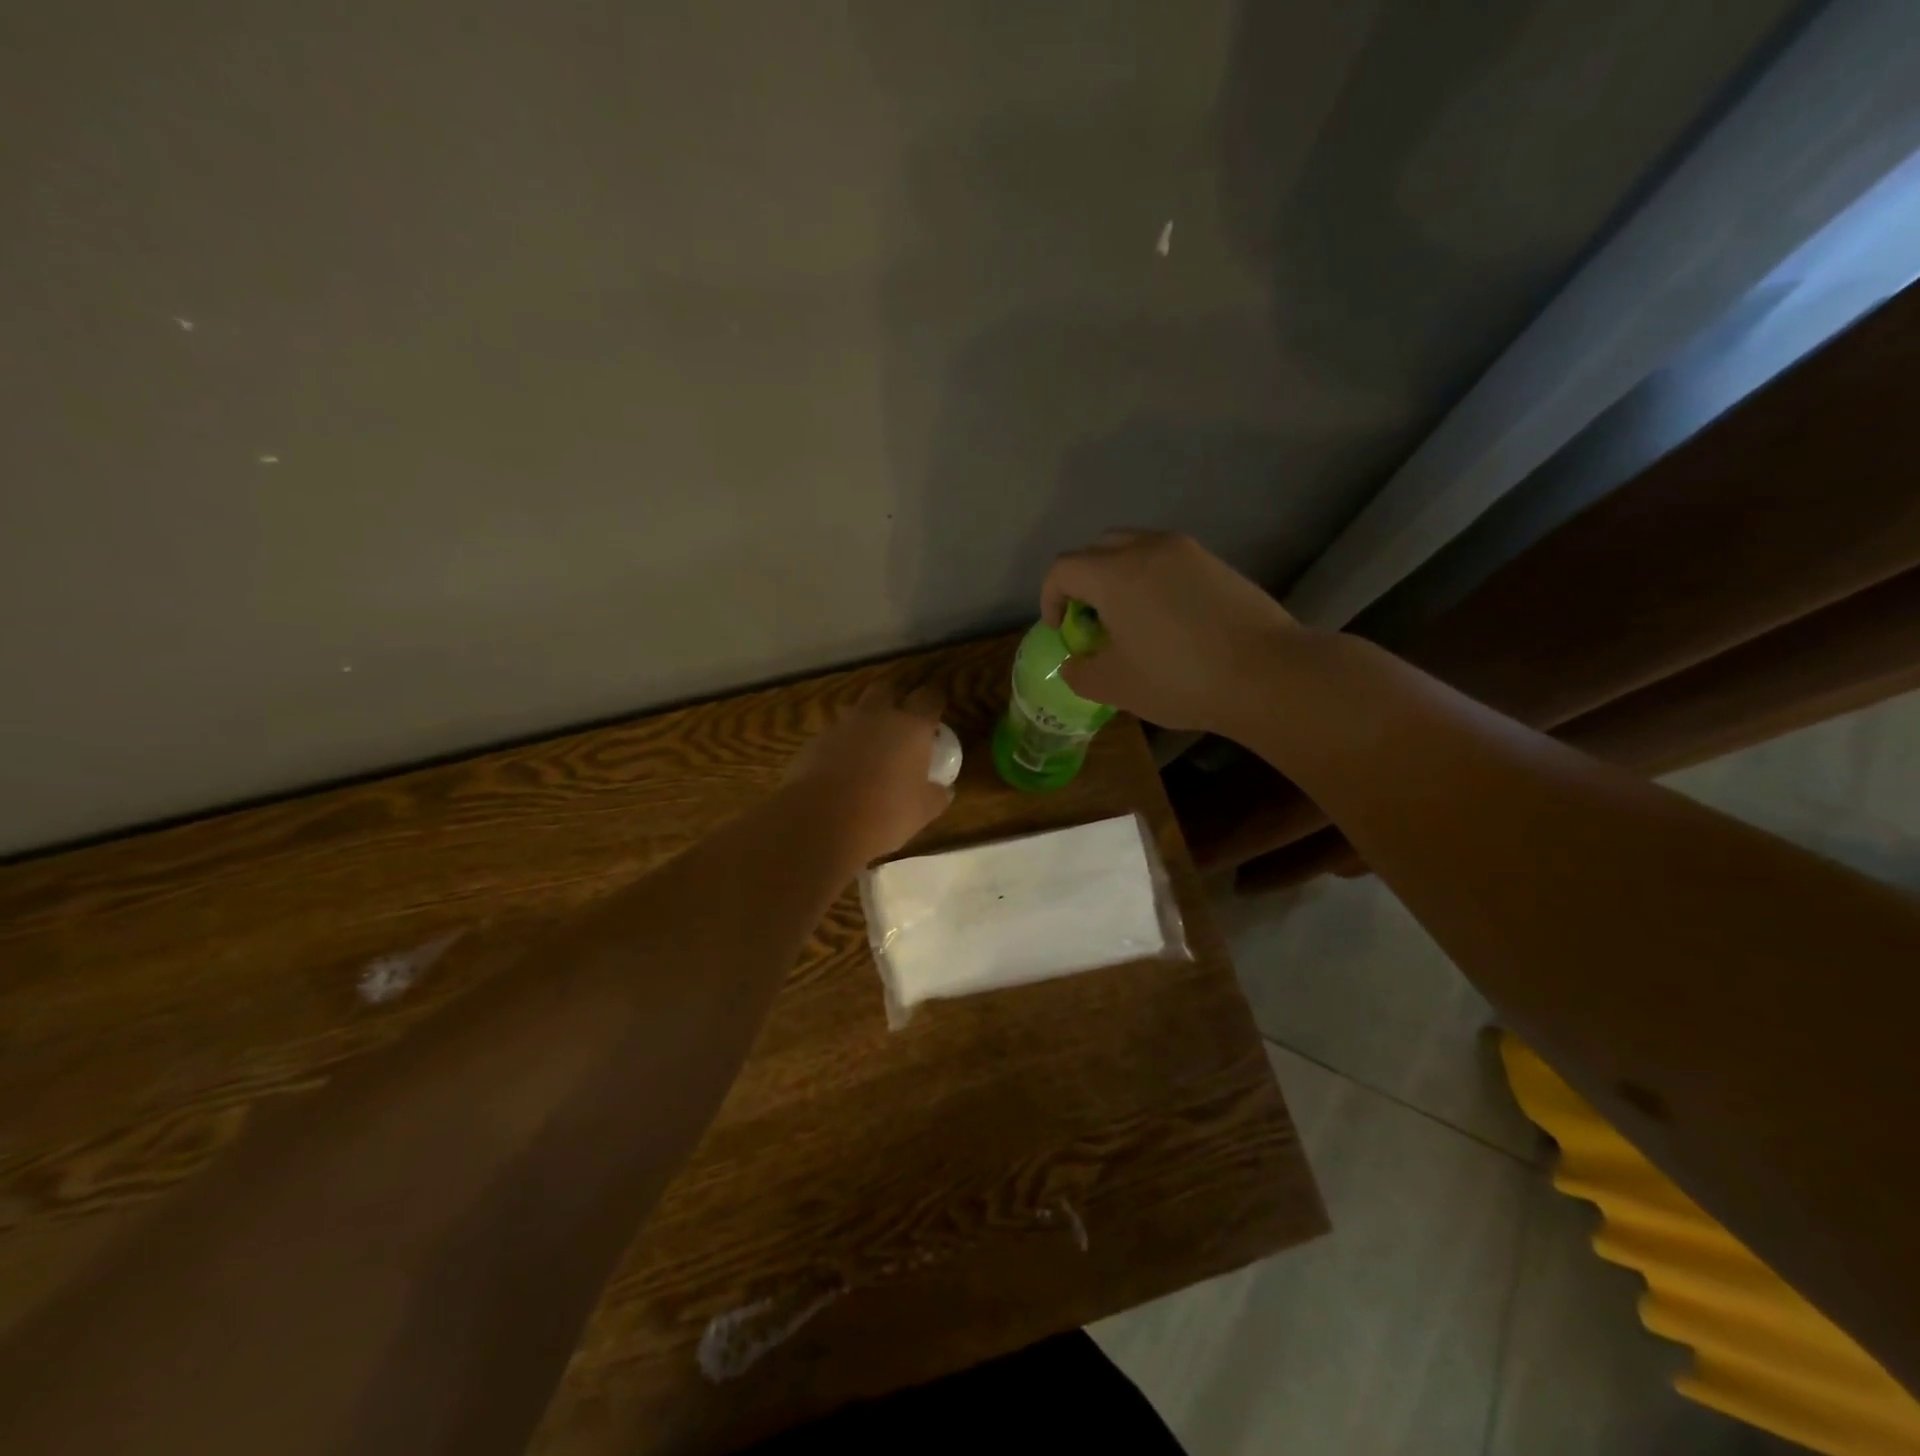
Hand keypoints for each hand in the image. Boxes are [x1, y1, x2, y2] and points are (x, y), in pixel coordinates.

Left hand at [784, 681, 952, 864]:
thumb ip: (937, 794)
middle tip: (902, 717)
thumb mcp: (924, 810)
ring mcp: (841, 726)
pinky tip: (841, 770)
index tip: (937, 707)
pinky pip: (833, 736)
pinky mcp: (814, 742)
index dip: (934, 699)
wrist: (822, 821)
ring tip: (870, 747)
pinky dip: (841, 746)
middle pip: (887, 689)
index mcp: (911, 727)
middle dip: (895, 697)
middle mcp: (877, 716)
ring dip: (865, 722)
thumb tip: (944, 789)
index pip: (929, 697)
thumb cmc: (886, 813)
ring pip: (856, 711)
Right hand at [1041, 530, 1302, 736]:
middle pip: (1097, 549)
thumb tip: (1075, 663)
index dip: (1050, 598)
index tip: (1061, 630)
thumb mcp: (1114, 686)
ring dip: (1118, 576)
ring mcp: (1187, 551)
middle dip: (1083, 580)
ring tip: (1128, 618)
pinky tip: (1167, 620)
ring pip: (1135, 549)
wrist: (1267, 674)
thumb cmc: (1179, 679)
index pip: (1063, 569)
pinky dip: (1152, 580)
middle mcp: (1147, 548)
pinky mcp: (1216, 563)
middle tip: (1090, 619)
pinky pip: (1168, 560)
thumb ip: (1080, 672)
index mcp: (1114, 574)